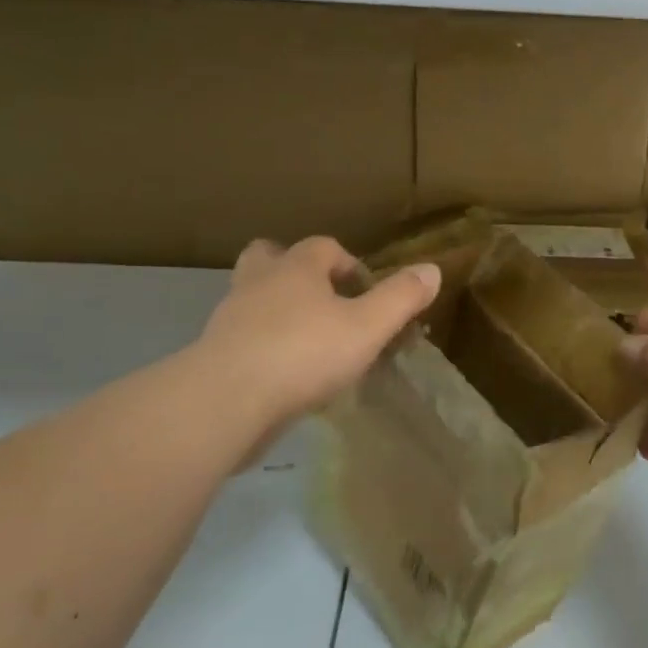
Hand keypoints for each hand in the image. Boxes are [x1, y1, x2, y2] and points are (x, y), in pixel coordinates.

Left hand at [198, 237, 442, 431]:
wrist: (226, 400)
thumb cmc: (304, 353)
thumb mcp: (367, 327)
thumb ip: (400, 298)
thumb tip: (432, 269)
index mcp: (296, 268)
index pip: (324, 247)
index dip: (349, 264)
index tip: (367, 294)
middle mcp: (258, 282)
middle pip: (271, 257)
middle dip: (296, 271)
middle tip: (322, 301)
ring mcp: (230, 317)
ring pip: (252, 297)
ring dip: (276, 309)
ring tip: (305, 340)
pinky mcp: (215, 352)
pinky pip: (242, 336)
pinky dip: (261, 345)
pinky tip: (281, 373)